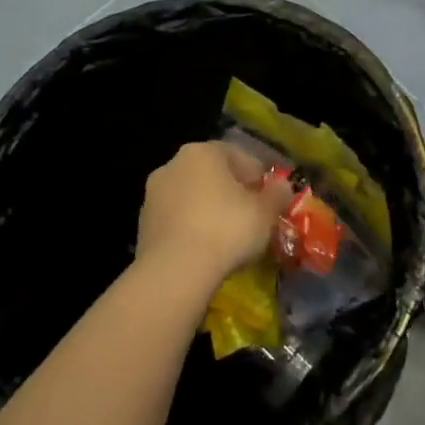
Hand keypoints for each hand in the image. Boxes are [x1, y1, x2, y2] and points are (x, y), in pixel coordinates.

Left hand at [134, 142, 292, 303]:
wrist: (175, 272)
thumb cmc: (228, 229)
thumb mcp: (266, 212)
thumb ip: (278, 194)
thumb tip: (282, 187)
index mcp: (203, 152)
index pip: (240, 157)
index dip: (259, 179)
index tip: (270, 202)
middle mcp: (173, 165)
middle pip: (213, 176)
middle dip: (232, 194)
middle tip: (252, 219)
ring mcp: (153, 196)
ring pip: (193, 199)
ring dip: (210, 212)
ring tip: (229, 240)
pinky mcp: (142, 226)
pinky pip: (177, 222)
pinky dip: (192, 231)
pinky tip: (206, 252)